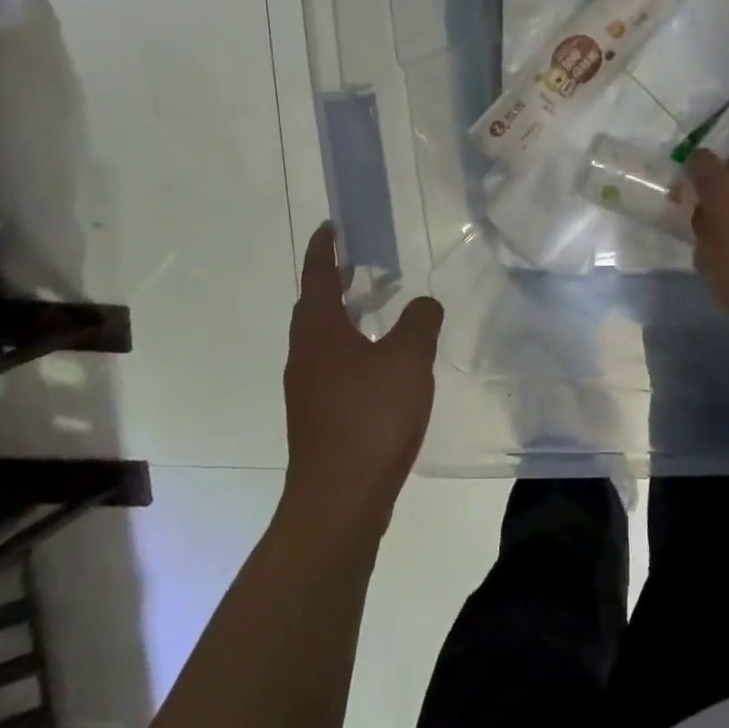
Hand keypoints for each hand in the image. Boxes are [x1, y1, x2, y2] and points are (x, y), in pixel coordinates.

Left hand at [282, 223, 443, 537]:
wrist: (339, 501)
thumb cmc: (371, 418)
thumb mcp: (407, 359)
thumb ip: (419, 322)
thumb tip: (424, 303)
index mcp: (319, 332)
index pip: (316, 276)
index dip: (323, 248)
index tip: (329, 226)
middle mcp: (305, 355)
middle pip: (314, 307)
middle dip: (333, 281)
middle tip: (358, 263)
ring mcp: (307, 389)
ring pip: (323, 338)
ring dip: (345, 316)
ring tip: (376, 307)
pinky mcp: (318, 417)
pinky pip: (332, 365)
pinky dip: (352, 348)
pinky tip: (381, 364)